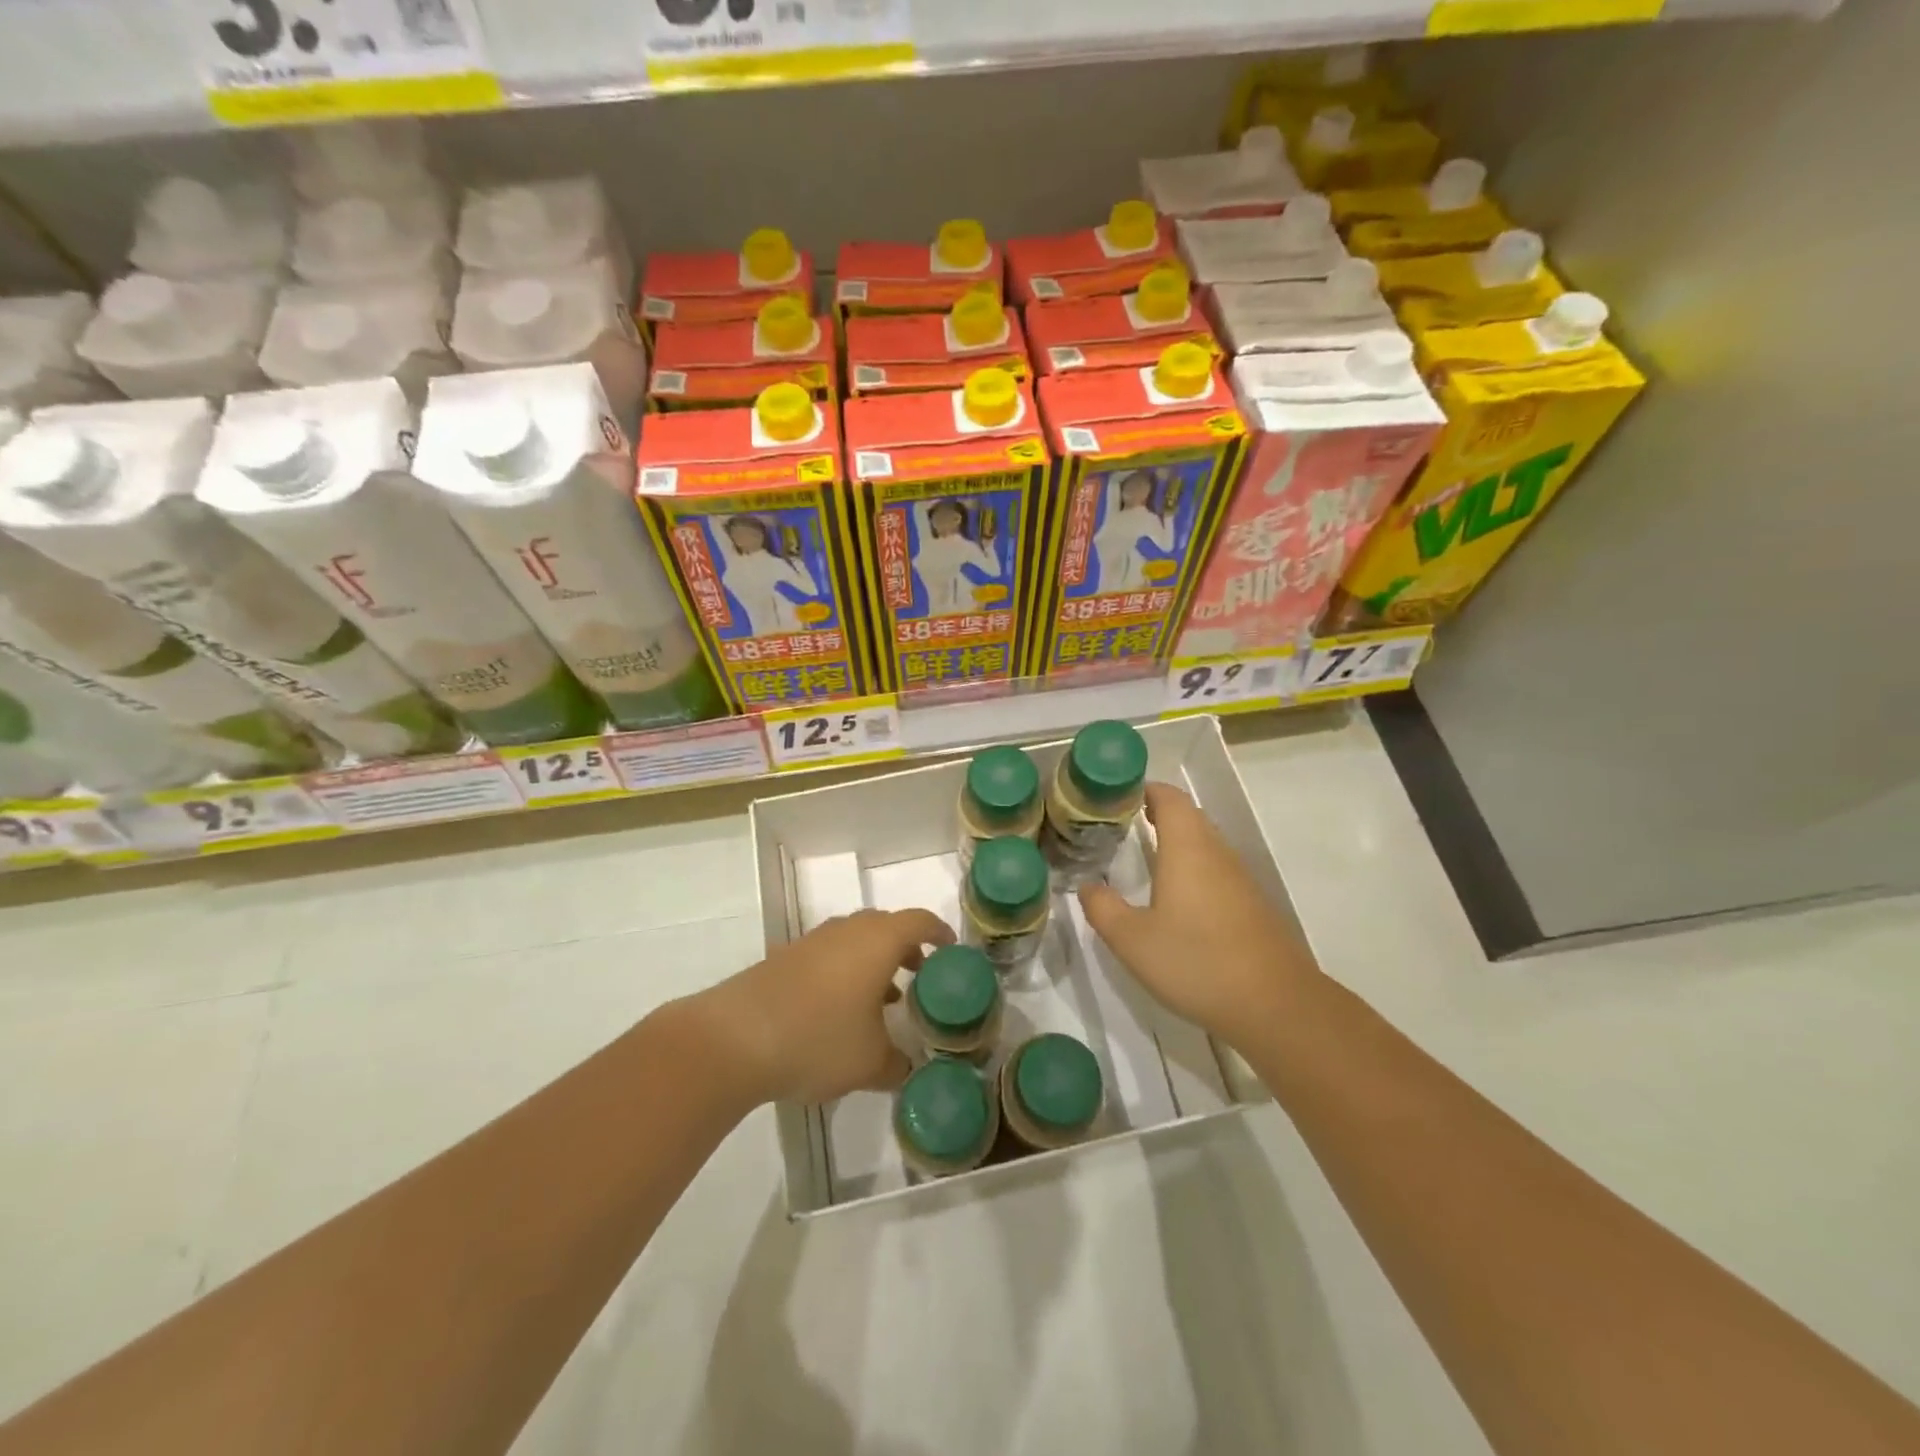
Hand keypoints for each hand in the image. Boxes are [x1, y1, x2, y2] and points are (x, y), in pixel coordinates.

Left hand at [690, 909, 952, 1105]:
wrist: (734, 1038)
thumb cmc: (818, 1039)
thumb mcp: (869, 1063)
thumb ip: (897, 1064)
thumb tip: (906, 1068)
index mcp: (877, 941)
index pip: (919, 921)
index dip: (939, 932)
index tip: (950, 950)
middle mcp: (846, 931)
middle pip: (885, 926)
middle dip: (905, 948)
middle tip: (919, 976)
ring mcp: (811, 943)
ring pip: (853, 941)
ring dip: (873, 962)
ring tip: (883, 1000)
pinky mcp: (783, 959)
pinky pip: (827, 955)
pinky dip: (843, 972)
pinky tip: (838, 1012)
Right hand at [1078, 783, 1318, 1048]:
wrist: (1276, 1006)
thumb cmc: (1197, 962)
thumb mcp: (1132, 940)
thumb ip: (1103, 908)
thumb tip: (1087, 886)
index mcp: (1187, 848)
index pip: (1169, 798)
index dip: (1145, 791)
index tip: (1117, 799)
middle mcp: (1217, 853)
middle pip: (1189, 817)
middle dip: (1157, 814)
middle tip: (1122, 828)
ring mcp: (1240, 879)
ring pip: (1205, 844)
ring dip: (1177, 843)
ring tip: (1144, 860)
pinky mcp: (1253, 906)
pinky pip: (1218, 871)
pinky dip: (1194, 870)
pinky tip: (1178, 901)